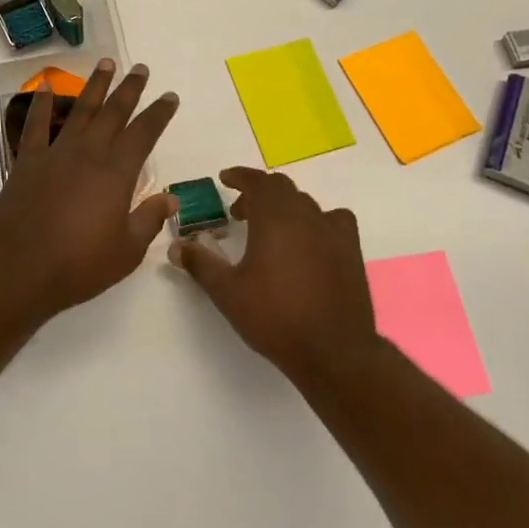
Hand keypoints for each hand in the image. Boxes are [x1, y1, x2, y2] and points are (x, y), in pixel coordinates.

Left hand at [0, 59, 179, 316]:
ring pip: (80, 110)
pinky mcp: (27, 161)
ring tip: (106, 63)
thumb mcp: (127, 251)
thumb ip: (149, 219)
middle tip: (140, 68)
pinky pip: (35, 125)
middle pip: (113, 112)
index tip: (170, 96)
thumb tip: (172, 198)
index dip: (159, 113)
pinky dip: (40, 105)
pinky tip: (44, 88)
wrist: (19, 270)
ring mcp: (55, 153)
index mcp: (116, 173)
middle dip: (130, 89)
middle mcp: (88, 153)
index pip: (144, 133)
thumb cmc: (79, 265)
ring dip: (95, 86)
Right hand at [169, 168, 377, 377]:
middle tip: (240, 211)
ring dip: (285, 206)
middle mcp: (306, 216)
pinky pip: (334, 220)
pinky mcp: (351, 251)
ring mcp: (333, 232)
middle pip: (282, 188)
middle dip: (258, 192)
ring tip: (271, 228)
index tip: (225, 178)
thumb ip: (200, 264)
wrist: (333, 351)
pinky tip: (312, 240)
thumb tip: (176, 246)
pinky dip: (318, 220)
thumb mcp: (227, 292)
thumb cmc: (275, 317)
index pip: (257, 182)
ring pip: (306, 203)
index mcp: (275, 218)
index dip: (240, 176)